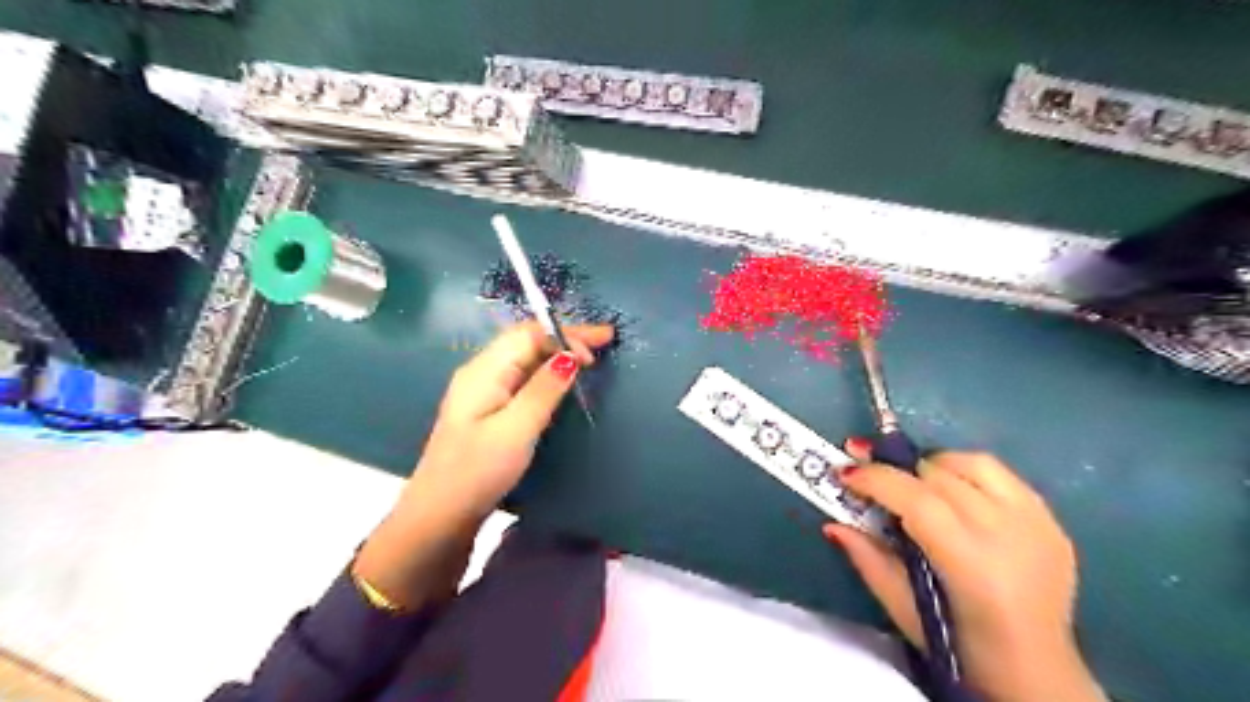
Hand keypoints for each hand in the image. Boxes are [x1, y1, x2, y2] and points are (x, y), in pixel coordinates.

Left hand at [350, 320, 614, 607]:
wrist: (438, 518)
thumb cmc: (477, 472)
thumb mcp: (516, 430)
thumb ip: (544, 390)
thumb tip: (571, 356)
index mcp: (484, 371)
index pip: (529, 335)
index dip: (566, 334)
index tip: (601, 345)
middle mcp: (481, 373)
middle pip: (526, 341)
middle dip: (565, 337)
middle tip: (604, 341)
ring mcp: (483, 393)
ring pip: (525, 359)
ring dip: (557, 353)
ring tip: (590, 355)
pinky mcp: (488, 412)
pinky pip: (522, 378)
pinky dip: (547, 373)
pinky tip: (561, 381)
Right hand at [829, 446, 1102, 701]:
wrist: (1039, 673)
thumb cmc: (961, 646)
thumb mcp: (903, 609)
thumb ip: (868, 559)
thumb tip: (833, 523)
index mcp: (971, 563)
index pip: (917, 499)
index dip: (876, 479)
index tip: (845, 472)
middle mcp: (1008, 533)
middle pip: (940, 475)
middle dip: (897, 471)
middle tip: (872, 480)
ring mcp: (1036, 523)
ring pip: (972, 463)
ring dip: (933, 466)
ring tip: (915, 483)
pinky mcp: (1050, 520)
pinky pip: (1001, 474)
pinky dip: (967, 473)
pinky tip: (954, 492)